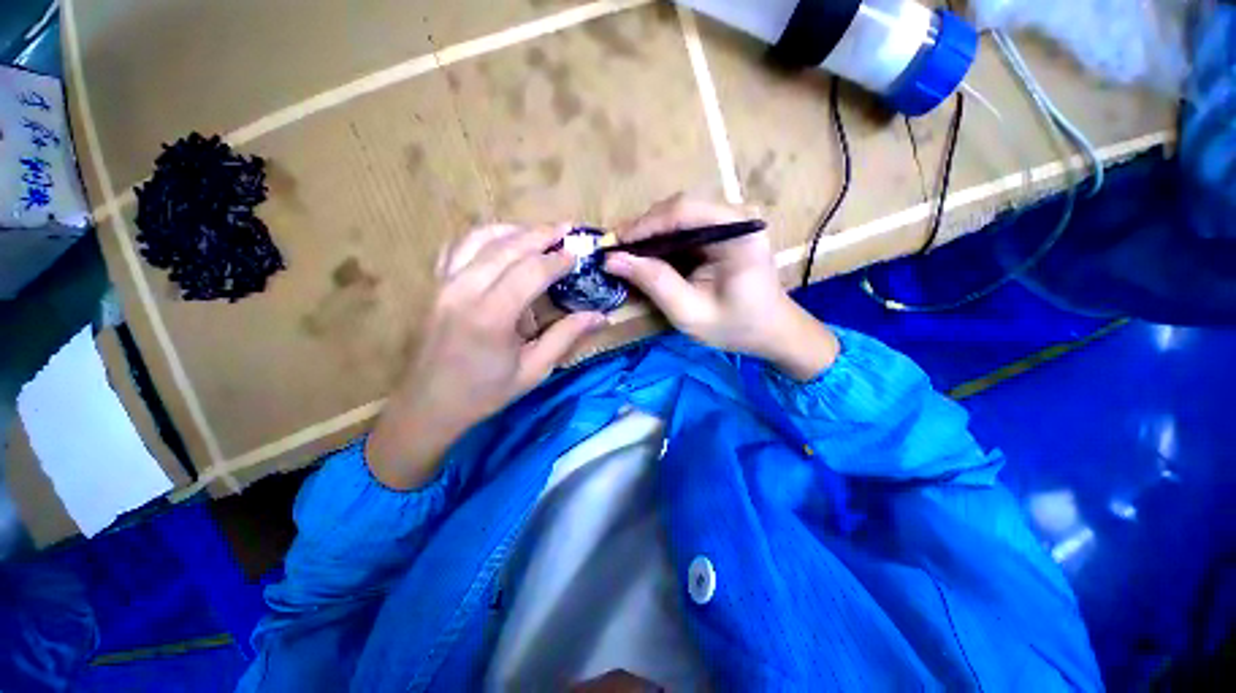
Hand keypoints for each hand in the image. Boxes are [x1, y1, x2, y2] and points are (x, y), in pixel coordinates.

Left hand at [366, 223, 607, 489]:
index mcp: (492, 315)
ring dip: (514, 230)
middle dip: (541, 234)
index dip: (558, 260)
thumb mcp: (533, 370)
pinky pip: (458, 247)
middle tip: (566, 229)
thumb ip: (566, 337)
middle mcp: (465, 290)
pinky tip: (500, 241)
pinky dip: (483, 237)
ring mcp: (444, 283)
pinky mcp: (435, 285)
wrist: (429, 405)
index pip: (531, 271)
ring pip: (480, 238)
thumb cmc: (485, 392)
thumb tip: (601, 317)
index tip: (578, 255)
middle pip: (508, 246)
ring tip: (538, 232)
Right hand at [604, 195, 837, 379]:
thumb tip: (612, 259)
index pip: (683, 212)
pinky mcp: (724, 230)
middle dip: (644, 229)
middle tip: (615, 250)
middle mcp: (737, 215)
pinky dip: (662, 240)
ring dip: (650, 233)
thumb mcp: (690, 312)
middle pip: (679, 208)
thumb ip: (654, 283)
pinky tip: (647, 254)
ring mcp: (732, 220)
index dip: (643, 225)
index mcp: (739, 232)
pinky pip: (686, 227)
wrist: (771, 331)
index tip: (613, 244)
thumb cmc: (736, 327)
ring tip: (626, 253)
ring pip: (679, 215)